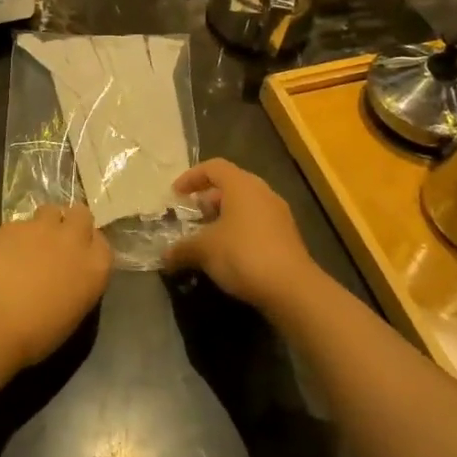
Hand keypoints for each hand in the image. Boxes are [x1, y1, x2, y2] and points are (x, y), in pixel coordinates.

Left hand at [0, 205, 111, 370]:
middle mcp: (73, 240)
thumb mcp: (72, 313)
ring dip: (44, 224)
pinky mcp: (12, 225)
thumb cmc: (36, 334)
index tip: (78, 257)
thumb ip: (77, 284)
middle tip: (57, 242)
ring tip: (29, 244)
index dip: (88, 246)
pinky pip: (19, 224)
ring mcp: (41, 228)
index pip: (101, 242)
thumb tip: (67, 276)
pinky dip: (15, 235)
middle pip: (80, 214)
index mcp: (95, 267)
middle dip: (70, 223)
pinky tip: (3, 254)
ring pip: (50, 210)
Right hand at [163, 159, 325, 315]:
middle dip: (207, 199)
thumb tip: (165, 256)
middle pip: (230, 185)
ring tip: (205, 237)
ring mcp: (278, 214)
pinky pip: (256, 224)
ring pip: (245, 206)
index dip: (191, 177)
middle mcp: (262, 192)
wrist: (292, 289)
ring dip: (223, 217)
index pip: (213, 167)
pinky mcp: (286, 236)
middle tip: (190, 216)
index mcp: (242, 185)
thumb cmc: (243, 254)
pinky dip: (238, 231)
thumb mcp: (204, 250)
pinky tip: (227, 254)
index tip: (175, 194)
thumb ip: (182, 248)